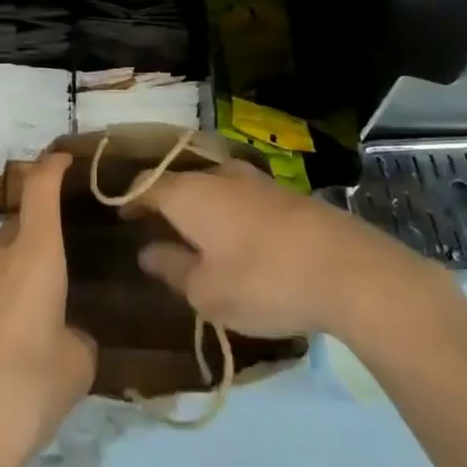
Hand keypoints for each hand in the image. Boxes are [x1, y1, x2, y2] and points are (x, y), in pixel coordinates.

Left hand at [0, 152, 95, 466]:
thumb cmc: (24, 394)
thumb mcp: (75, 367)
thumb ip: (77, 335)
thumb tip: (64, 333)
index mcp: (33, 255)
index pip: (40, 187)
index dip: (52, 166)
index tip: (64, 159)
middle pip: (18, 228)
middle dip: (38, 241)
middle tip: (58, 278)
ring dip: (11, 280)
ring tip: (28, 325)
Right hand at [131, 159, 455, 338]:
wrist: (346, 268)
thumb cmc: (263, 281)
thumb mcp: (207, 291)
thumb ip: (173, 268)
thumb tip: (147, 251)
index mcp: (189, 193)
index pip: (147, 184)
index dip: (130, 199)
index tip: (120, 215)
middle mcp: (218, 175)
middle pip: (180, 181)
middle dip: (164, 201)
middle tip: (154, 228)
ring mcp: (254, 180)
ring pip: (213, 186)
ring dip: (199, 207)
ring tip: (194, 235)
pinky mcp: (284, 193)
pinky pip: (240, 197)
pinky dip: (227, 212)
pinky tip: (236, 238)